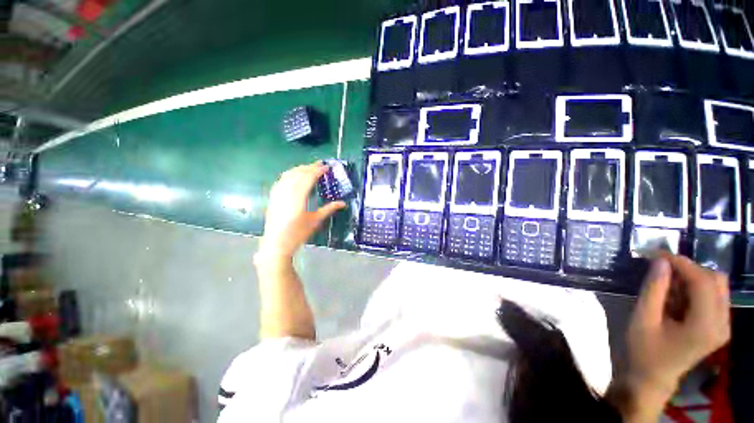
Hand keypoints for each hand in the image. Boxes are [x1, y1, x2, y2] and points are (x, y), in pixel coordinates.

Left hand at [258, 162, 344, 259]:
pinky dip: (290, 174)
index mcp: (298, 199)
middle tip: (320, 164)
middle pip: (298, 173)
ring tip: (309, 167)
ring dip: (299, 168)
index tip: (326, 167)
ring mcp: (278, 194)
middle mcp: (286, 192)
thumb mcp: (315, 221)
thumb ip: (329, 209)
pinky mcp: (273, 196)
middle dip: (309, 167)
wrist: (277, 243)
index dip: (318, 171)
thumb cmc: (298, 234)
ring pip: (288, 175)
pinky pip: (281, 180)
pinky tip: (294, 175)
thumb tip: (343, 203)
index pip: (308, 178)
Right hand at [627, 253, 730, 395]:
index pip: (703, 282)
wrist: (653, 376)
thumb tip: (660, 261)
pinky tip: (677, 295)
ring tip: (668, 284)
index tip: (656, 254)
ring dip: (692, 277)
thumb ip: (654, 289)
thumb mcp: (643, 318)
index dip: (681, 263)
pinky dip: (695, 287)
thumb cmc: (644, 349)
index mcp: (706, 326)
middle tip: (661, 268)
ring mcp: (723, 325)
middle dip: (688, 268)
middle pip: (716, 280)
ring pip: (717, 285)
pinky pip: (714, 295)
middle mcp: (722, 323)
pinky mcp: (719, 325)